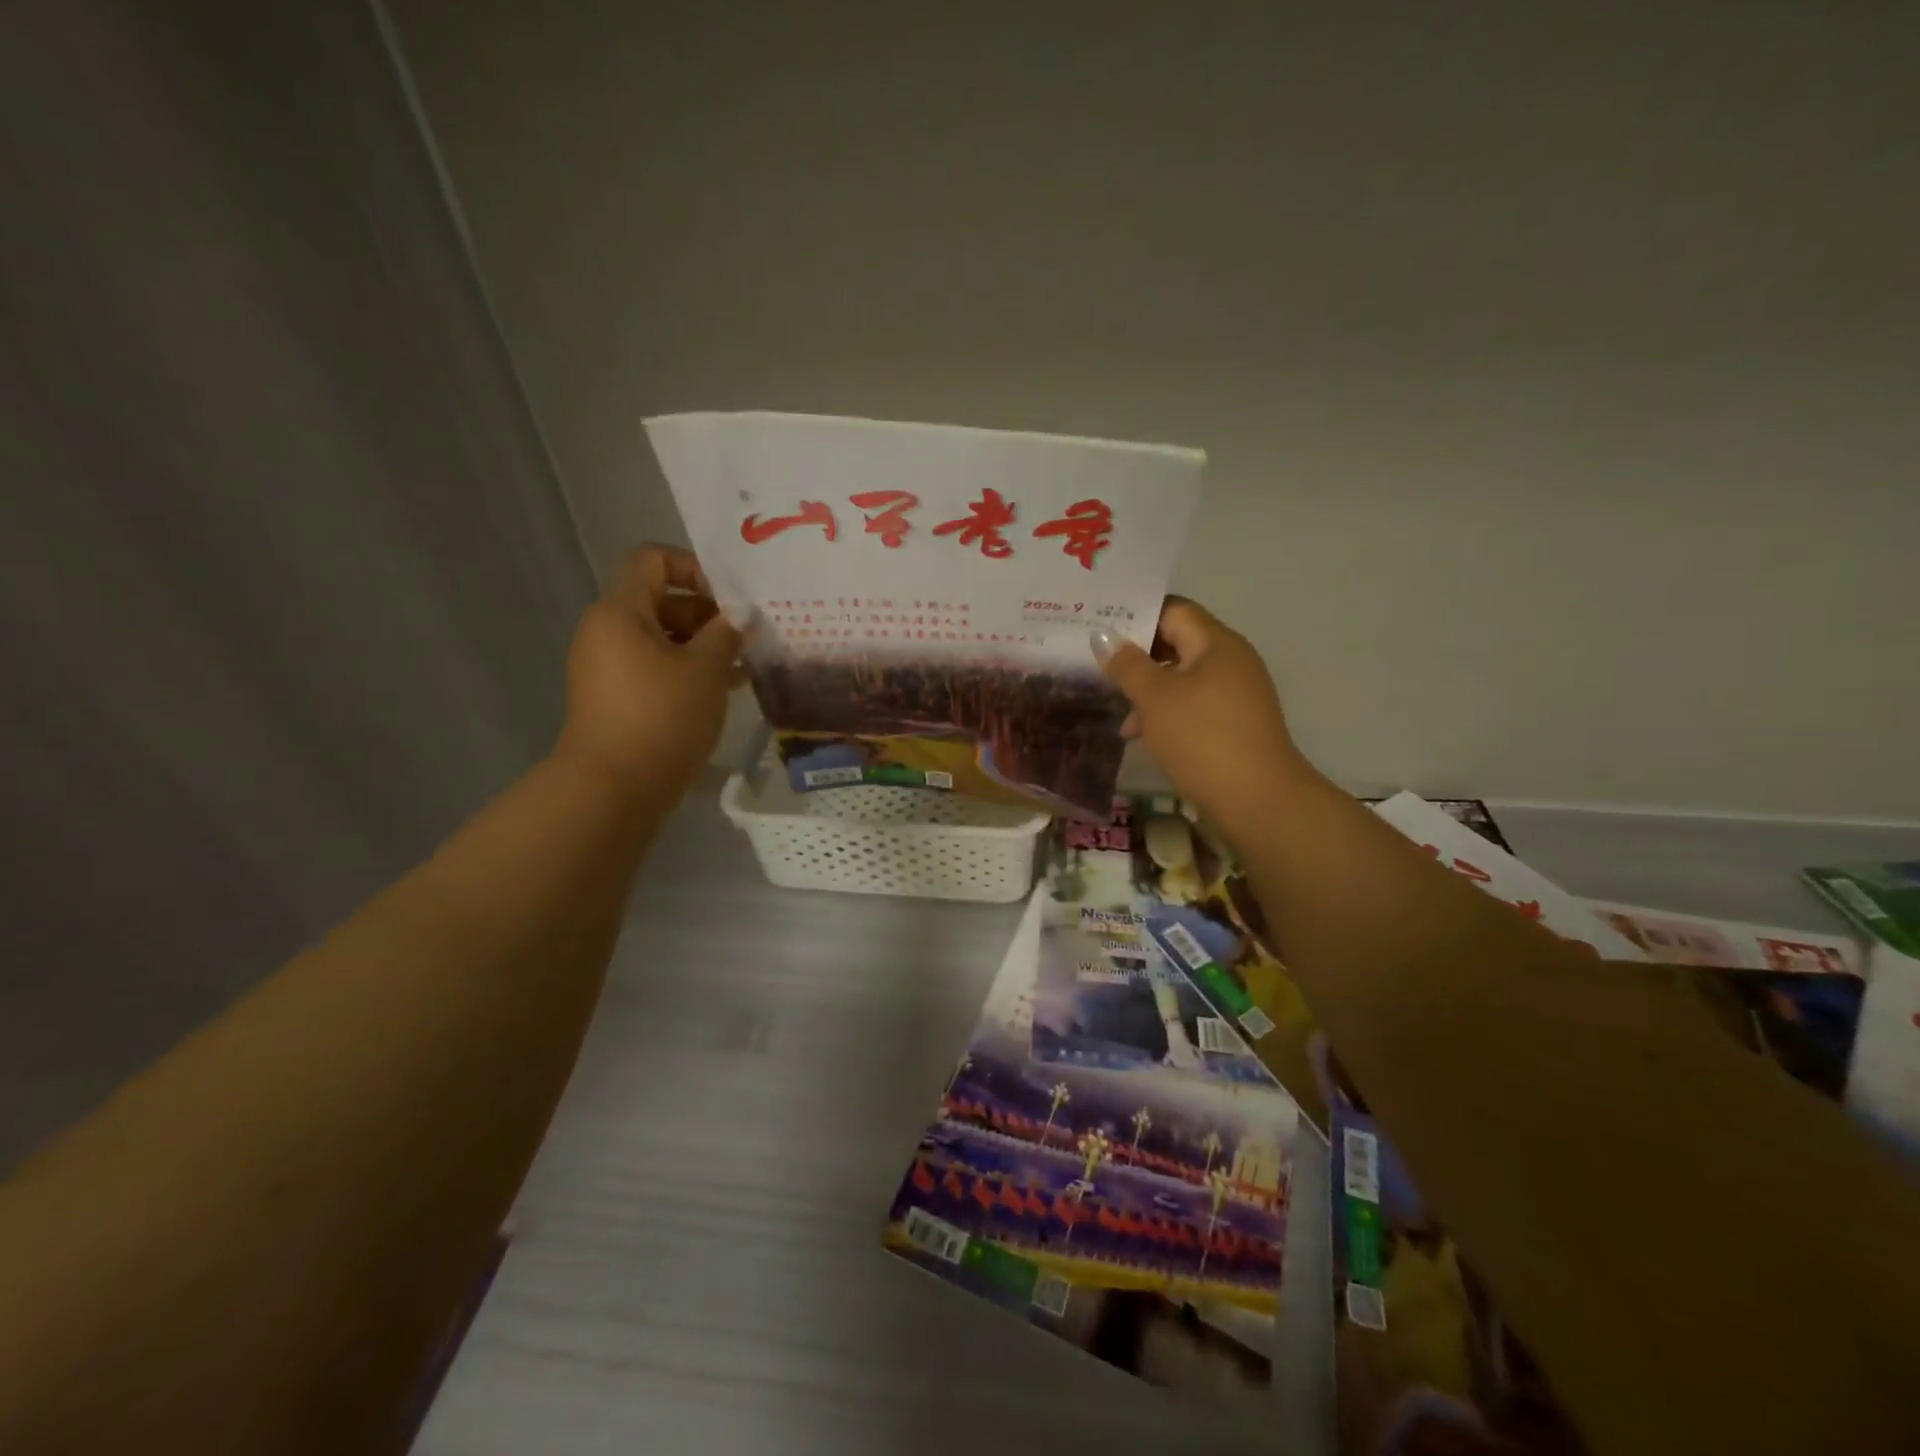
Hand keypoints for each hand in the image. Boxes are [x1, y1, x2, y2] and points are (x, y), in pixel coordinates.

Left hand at [555, 545, 743, 800]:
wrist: (614, 788)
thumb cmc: (662, 716)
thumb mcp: (705, 669)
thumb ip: (726, 633)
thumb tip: (740, 615)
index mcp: (620, 611)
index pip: (653, 560)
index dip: (694, 567)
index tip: (729, 599)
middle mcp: (607, 631)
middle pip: (660, 600)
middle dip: (707, 614)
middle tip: (746, 637)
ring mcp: (608, 667)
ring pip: (662, 638)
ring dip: (703, 646)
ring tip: (745, 665)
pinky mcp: (616, 698)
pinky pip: (655, 668)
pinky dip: (687, 671)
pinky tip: (725, 688)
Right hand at [1092, 599, 1315, 847]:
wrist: (1257, 800)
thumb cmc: (1202, 738)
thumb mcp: (1155, 698)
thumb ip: (1127, 664)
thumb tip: (1102, 634)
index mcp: (1216, 644)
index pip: (1174, 611)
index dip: (1137, 614)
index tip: (1100, 624)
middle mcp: (1230, 661)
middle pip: (1178, 643)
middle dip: (1137, 655)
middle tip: (1097, 661)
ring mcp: (1235, 695)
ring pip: (1182, 679)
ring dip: (1148, 689)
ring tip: (1115, 708)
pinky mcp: (1233, 725)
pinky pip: (1192, 706)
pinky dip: (1165, 713)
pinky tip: (1139, 734)